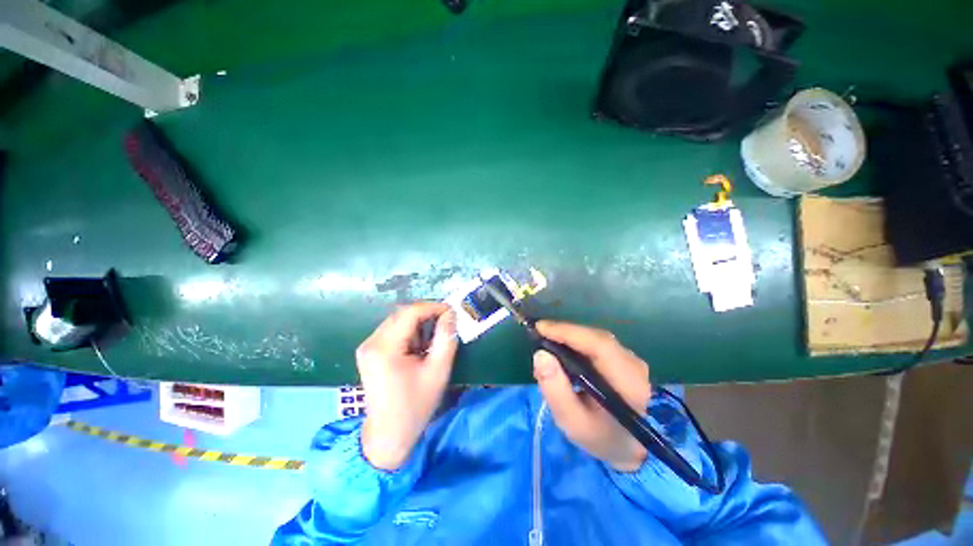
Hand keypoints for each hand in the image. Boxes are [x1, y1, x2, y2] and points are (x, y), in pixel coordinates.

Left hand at [355, 302, 457, 470]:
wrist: (388, 436)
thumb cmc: (415, 405)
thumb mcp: (437, 371)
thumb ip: (446, 338)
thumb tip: (450, 315)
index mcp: (384, 347)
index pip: (410, 312)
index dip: (433, 307)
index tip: (452, 312)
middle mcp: (371, 342)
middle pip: (402, 314)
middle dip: (426, 315)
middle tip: (446, 324)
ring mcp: (367, 347)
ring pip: (397, 321)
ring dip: (418, 325)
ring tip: (432, 341)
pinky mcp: (369, 352)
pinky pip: (393, 331)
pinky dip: (409, 333)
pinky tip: (419, 348)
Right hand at [533, 321, 651, 471]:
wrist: (633, 447)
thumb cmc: (602, 437)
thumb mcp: (573, 422)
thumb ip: (555, 390)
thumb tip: (540, 355)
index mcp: (628, 383)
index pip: (598, 345)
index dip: (568, 332)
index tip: (540, 328)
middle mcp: (634, 364)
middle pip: (596, 337)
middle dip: (564, 332)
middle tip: (538, 335)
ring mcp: (632, 359)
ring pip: (596, 337)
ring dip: (569, 337)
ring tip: (547, 343)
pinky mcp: (625, 358)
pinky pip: (597, 342)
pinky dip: (577, 342)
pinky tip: (563, 350)